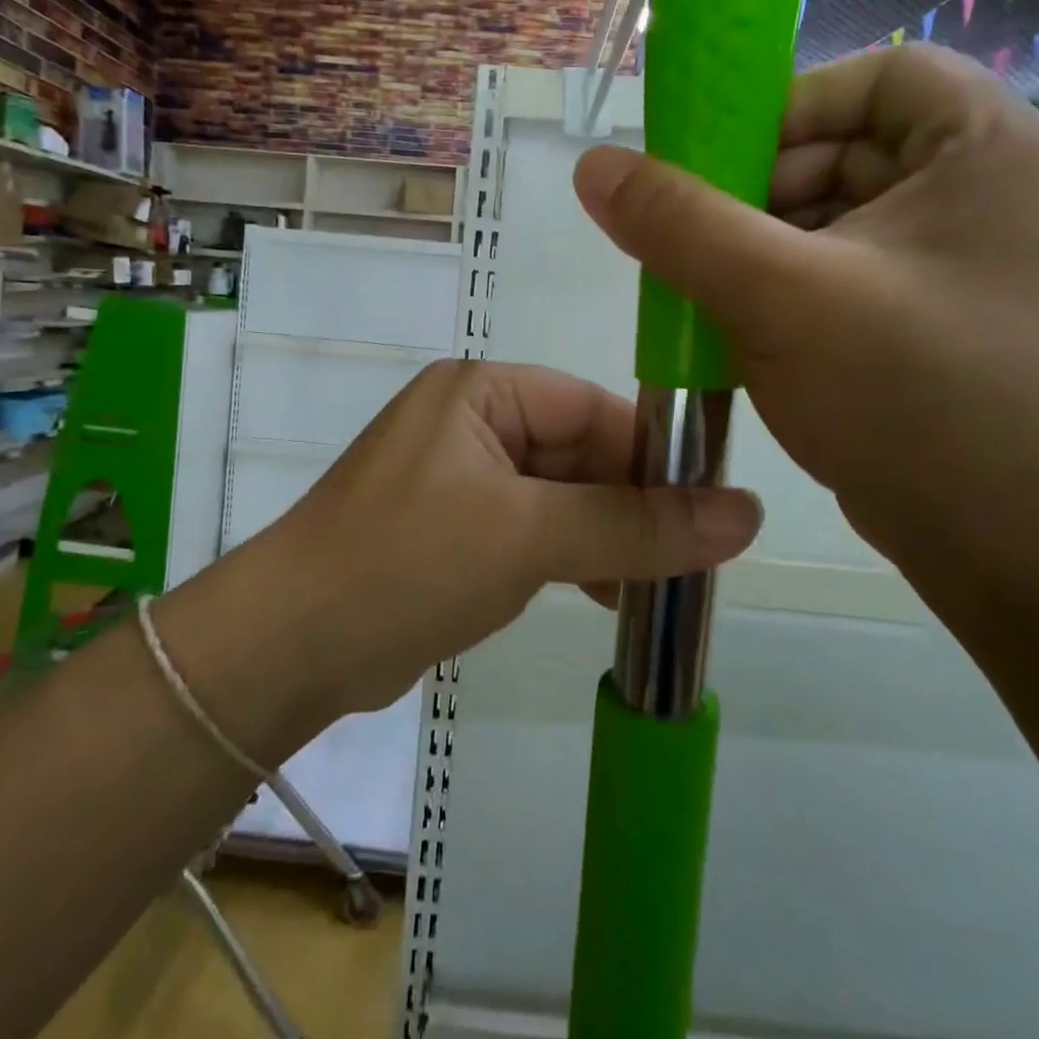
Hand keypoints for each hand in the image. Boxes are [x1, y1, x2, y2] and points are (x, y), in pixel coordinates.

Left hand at [258, 360, 760, 716]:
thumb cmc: (407, 562)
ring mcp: (459, 480)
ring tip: (659, 584)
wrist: (291, 646)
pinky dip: (569, 558)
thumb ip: (635, 526)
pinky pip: (530, 532)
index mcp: (480, 393)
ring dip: (606, 537)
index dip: (654, 452)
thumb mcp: (528, 536)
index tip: (713, 503)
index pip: (590, 406)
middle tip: (697, 557)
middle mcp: (470, 425)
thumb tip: (748, 513)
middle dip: (632, 504)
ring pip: (559, 498)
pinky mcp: (452, 532)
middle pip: (578, 453)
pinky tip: (607, 593)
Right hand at [573, 44, 1038, 595]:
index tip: (717, 165)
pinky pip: (834, 278)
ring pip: (828, 223)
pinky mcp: (928, 324)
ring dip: (755, 251)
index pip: (876, 77)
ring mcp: (956, 266)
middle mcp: (980, 195)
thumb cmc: (916, 398)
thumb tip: (594, 167)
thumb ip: (679, 223)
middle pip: (841, 151)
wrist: (1021, 551)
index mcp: (983, 151)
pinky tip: (736, 333)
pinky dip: (778, 294)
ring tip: (703, 296)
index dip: (788, 106)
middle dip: (754, 195)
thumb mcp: (780, 297)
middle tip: (689, 243)